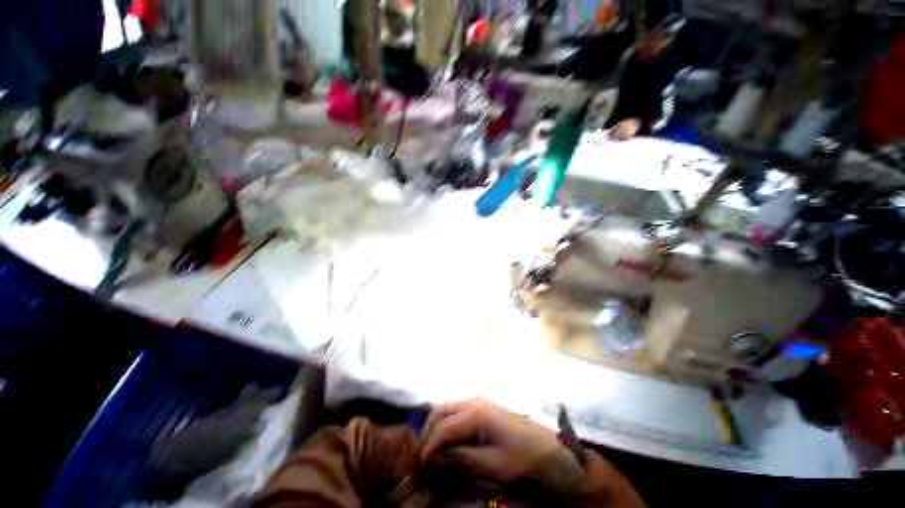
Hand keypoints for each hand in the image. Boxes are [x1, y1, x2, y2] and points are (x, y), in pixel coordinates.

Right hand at [420, 398, 581, 489]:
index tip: (420, 469)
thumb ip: (461, 460)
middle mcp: (473, 402)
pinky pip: (456, 410)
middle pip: (440, 411)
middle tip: (423, 458)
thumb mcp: (492, 465)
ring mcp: (477, 401)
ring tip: (432, 450)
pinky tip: (447, 440)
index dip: (428, 448)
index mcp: (475, 414)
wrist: (546, 446)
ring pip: (447, 408)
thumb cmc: (521, 457)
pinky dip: (446, 424)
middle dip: (428, 433)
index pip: (443, 428)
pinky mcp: (482, 406)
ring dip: (436, 427)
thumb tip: (436, 459)